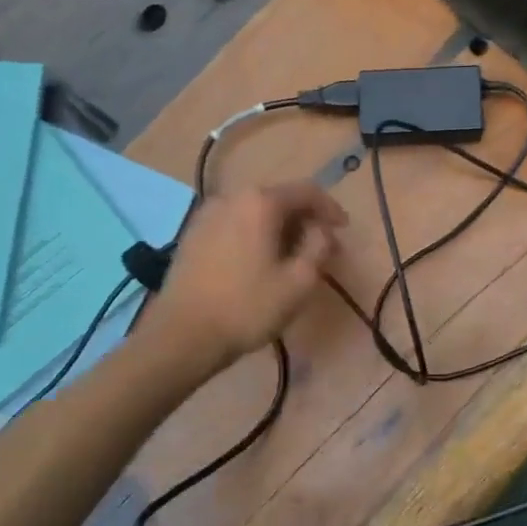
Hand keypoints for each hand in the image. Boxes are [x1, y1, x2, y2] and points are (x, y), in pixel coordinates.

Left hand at [146, 183, 347, 367]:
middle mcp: (232, 197)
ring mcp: (207, 214)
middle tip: (320, 249)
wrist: (183, 334)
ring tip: (291, 258)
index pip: (306, 191)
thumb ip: (319, 247)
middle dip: (304, 221)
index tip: (343, 230)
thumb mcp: (299, 281)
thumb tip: (322, 230)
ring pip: (254, 213)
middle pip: (278, 199)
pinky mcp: (192, 234)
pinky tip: (259, 262)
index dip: (330, 208)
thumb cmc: (248, 307)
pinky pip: (234, 225)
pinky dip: (254, 235)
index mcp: (261, 203)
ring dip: (278, 229)